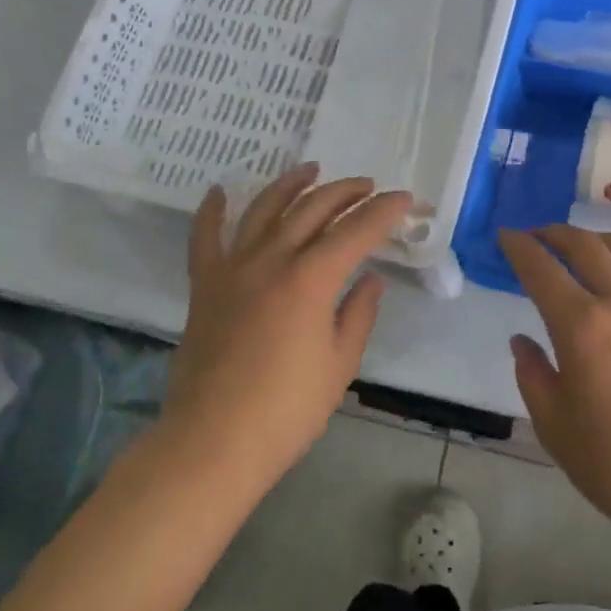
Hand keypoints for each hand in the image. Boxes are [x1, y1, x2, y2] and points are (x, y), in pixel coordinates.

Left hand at [166, 162, 411, 489]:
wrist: (213, 441)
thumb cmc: (287, 410)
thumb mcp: (339, 364)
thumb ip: (358, 313)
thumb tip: (371, 278)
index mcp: (310, 279)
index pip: (356, 230)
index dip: (384, 211)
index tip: (405, 200)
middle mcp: (271, 260)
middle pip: (313, 208)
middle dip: (345, 192)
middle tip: (367, 187)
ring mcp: (233, 268)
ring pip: (264, 209)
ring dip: (291, 184)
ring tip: (311, 169)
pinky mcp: (204, 285)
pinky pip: (205, 237)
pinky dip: (212, 211)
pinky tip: (221, 191)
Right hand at [499, 225, 610, 556]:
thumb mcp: (554, 427)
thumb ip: (532, 375)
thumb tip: (522, 340)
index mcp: (581, 327)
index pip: (541, 269)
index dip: (519, 247)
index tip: (506, 236)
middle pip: (586, 247)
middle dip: (556, 234)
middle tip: (540, 237)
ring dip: (603, 238)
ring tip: (590, 245)